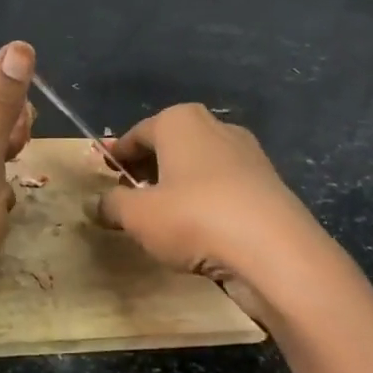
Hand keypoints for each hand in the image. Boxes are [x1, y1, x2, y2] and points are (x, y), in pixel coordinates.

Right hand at [95, 104, 330, 325]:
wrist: (276, 252)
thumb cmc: (194, 218)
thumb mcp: (137, 216)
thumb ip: (111, 205)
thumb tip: (97, 204)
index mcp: (180, 121)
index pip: (136, 134)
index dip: (116, 155)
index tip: (102, 174)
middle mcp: (215, 127)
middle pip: (169, 146)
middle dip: (147, 168)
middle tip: (128, 196)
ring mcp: (247, 154)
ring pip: (198, 167)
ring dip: (177, 186)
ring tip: (161, 217)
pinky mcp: (268, 184)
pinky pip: (223, 188)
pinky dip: (205, 202)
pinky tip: (197, 230)